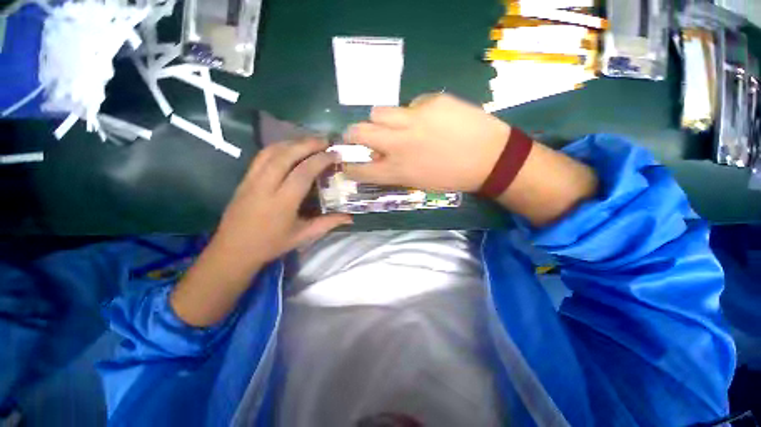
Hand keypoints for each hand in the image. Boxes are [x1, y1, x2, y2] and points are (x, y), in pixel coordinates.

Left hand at [171, 137, 351, 326]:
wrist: (233, 250)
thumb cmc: (271, 244)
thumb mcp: (303, 236)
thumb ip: (328, 223)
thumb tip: (350, 218)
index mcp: (282, 202)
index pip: (303, 172)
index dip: (320, 160)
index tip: (334, 154)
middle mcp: (265, 186)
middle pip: (286, 155)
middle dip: (307, 144)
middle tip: (325, 140)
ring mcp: (251, 180)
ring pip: (271, 152)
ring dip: (292, 142)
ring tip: (309, 141)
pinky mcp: (244, 179)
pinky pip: (261, 156)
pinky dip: (278, 147)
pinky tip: (288, 148)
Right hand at [342, 93, 510, 191]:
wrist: (489, 159)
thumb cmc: (451, 177)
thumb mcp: (417, 181)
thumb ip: (393, 169)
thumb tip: (377, 154)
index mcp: (396, 170)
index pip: (359, 169)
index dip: (349, 166)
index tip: (346, 162)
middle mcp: (398, 144)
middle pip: (358, 131)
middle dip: (353, 134)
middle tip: (361, 135)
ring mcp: (413, 119)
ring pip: (378, 111)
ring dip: (381, 120)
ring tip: (396, 124)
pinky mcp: (431, 101)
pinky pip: (411, 104)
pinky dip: (413, 112)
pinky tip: (430, 118)